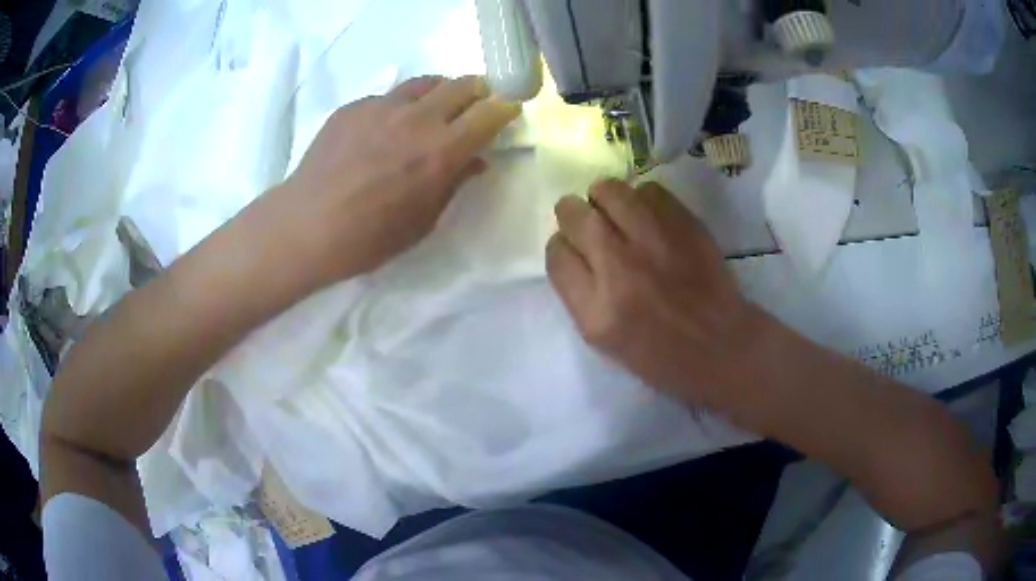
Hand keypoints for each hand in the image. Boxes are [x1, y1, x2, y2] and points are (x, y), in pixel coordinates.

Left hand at [268, 75, 520, 287]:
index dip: (504, 108)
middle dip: (477, 92)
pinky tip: (385, 129)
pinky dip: (399, 107)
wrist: (307, 225)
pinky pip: (388, 97)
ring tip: (434, 109)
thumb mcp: (422, 222)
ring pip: (425, 83)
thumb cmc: (369, 237)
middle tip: (475, 105)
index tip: (507, 111)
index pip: (489, 113)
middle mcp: (417, 119)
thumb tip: (476, 161)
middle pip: (461, 85)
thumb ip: (454, 184)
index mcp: (441, 151)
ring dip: (440, 92)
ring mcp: (382, 107)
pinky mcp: (354, 107)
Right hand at [547, 179, 765, 407]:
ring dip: (604, 199)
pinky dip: (642, 199)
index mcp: (597, 310)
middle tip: (588, 224)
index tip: (574, 251)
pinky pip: (648, 190)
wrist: (721, 346)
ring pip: (608, 190)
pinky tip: (649, 218)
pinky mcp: (685, 224)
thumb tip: (572, 249)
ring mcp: (655, 241)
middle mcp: (620, 267)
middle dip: (573, 215)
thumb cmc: (661, 355)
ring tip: (616, 214)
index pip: (556, 253)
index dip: (562, 248)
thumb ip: (580, 293)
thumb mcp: (604, 341)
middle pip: (574, 214)